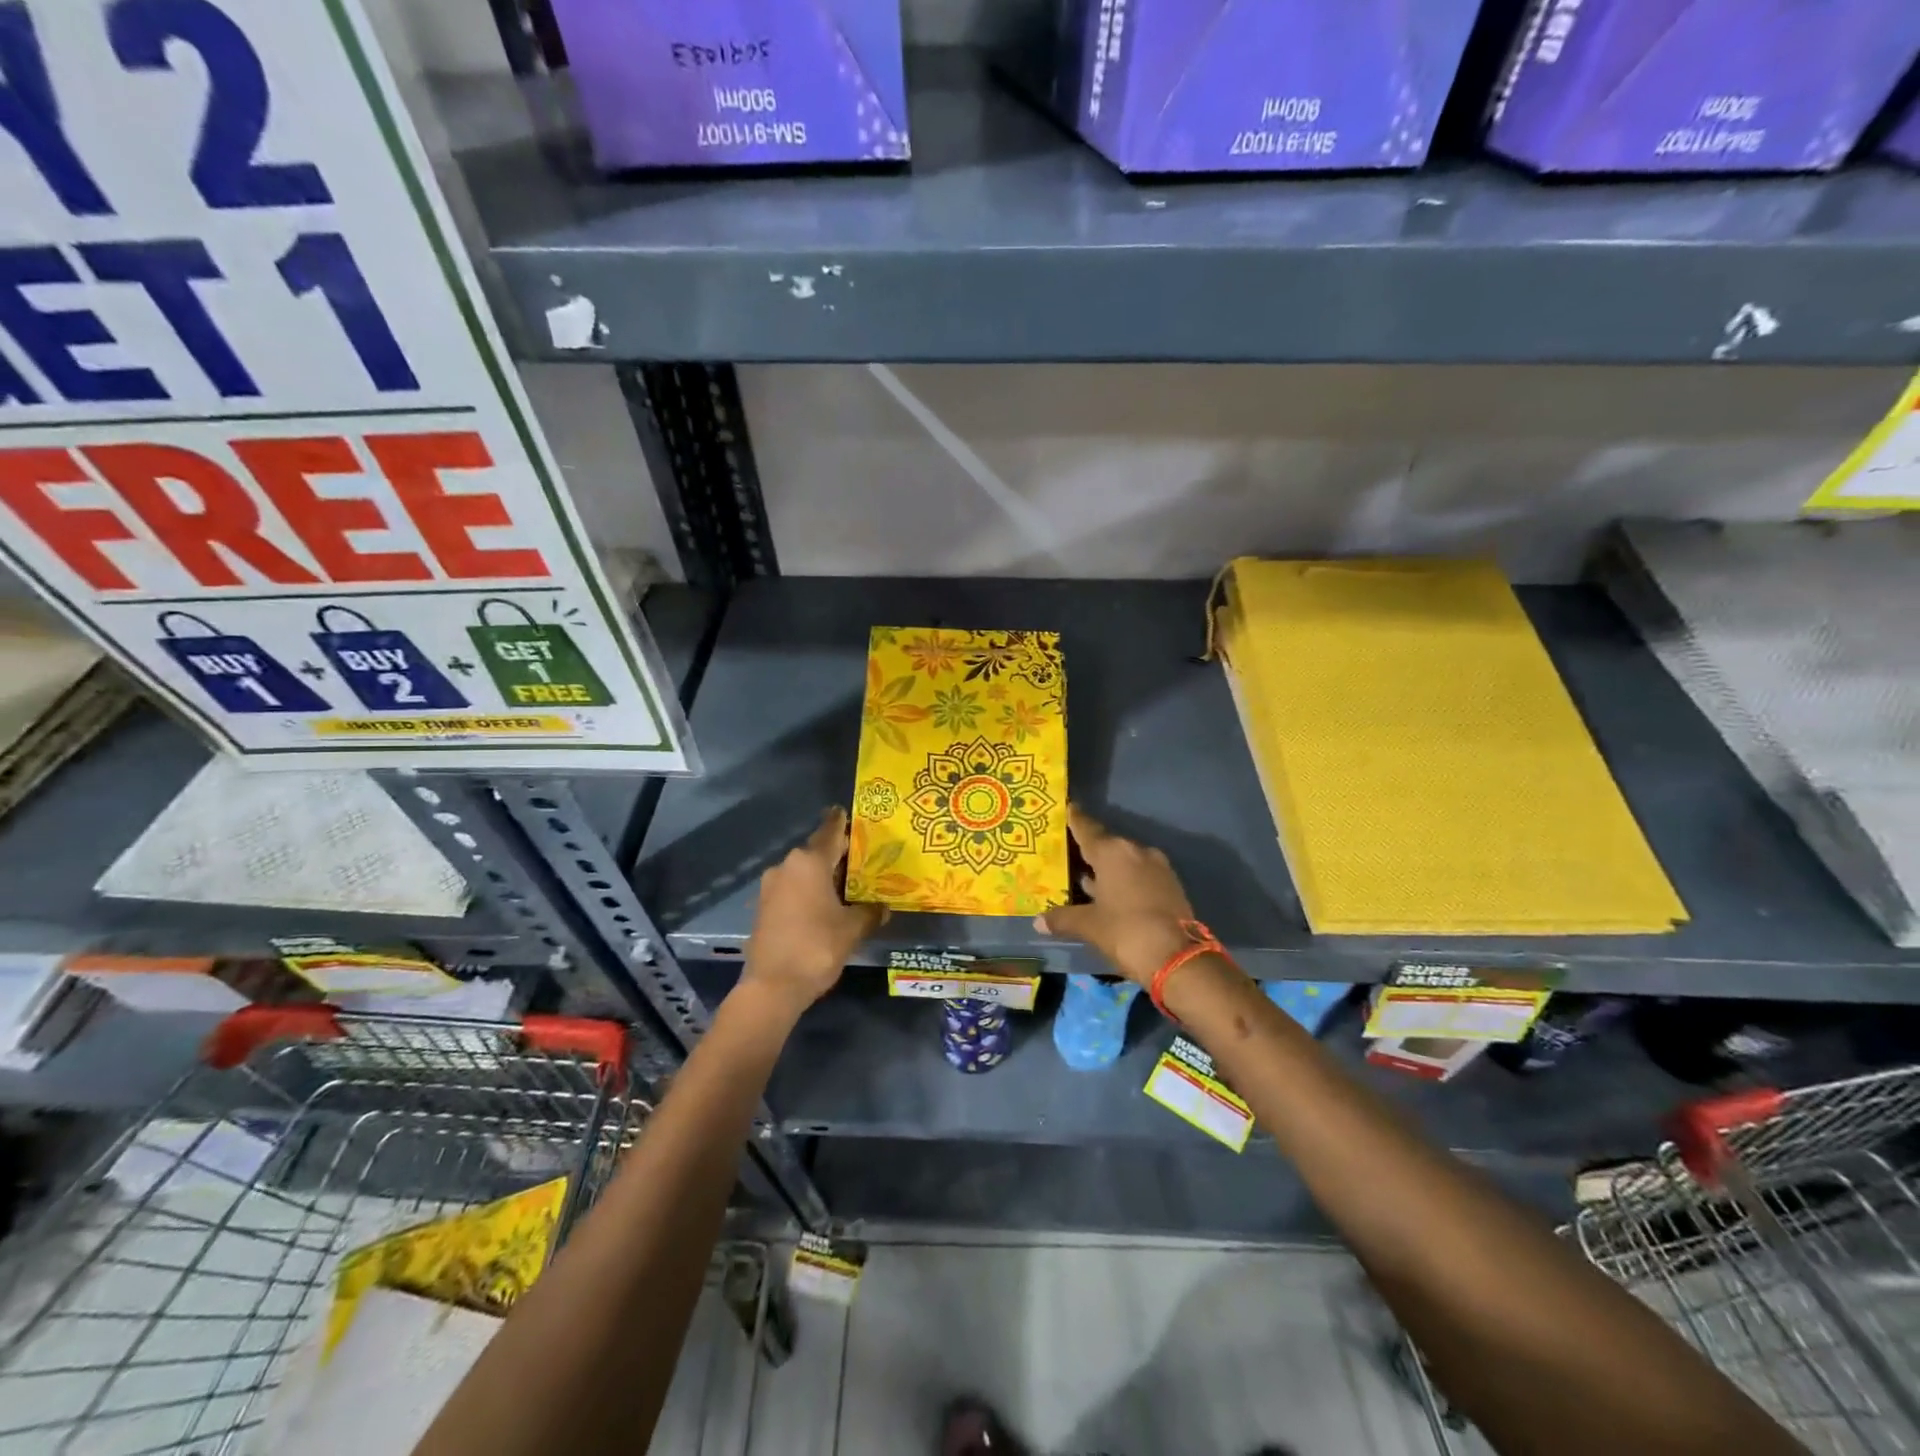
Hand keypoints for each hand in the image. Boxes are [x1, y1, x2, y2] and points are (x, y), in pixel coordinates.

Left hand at [742, 808, 883, 1013]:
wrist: (772, 987)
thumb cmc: (816, 947)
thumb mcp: (852, 929)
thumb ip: (870, 912)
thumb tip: (883, 907)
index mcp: (809, 862)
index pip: (830, 831)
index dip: (842, 822)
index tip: (850, 814)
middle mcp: (787, 866)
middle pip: (817, 851)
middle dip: (839, 854)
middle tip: (864, 858)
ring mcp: (771, 886)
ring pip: (804, 871)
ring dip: (823, 875)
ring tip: (848, 884)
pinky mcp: (764, 906)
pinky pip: (793, 888)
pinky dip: (809, 890)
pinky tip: (825, 904)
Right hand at [1036, 807, 1197, 985]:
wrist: (1178, 958)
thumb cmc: (1125, 932)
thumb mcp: (1089, 926)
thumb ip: (1063, 918)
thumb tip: (1038, 921)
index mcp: (1112, 852)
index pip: (1087, 828)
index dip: (1075, 819)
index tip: (1068, 807)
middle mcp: (1136, 851)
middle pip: (1107, 844)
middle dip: (1089, 851)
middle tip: (1070, 854)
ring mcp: (1157, 867)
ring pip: (1125, 861)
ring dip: (1109, 869)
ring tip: (1088, 879)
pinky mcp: (1170, 885)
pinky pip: (1140, 874)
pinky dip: (1125, 880)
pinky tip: (1113, 896)